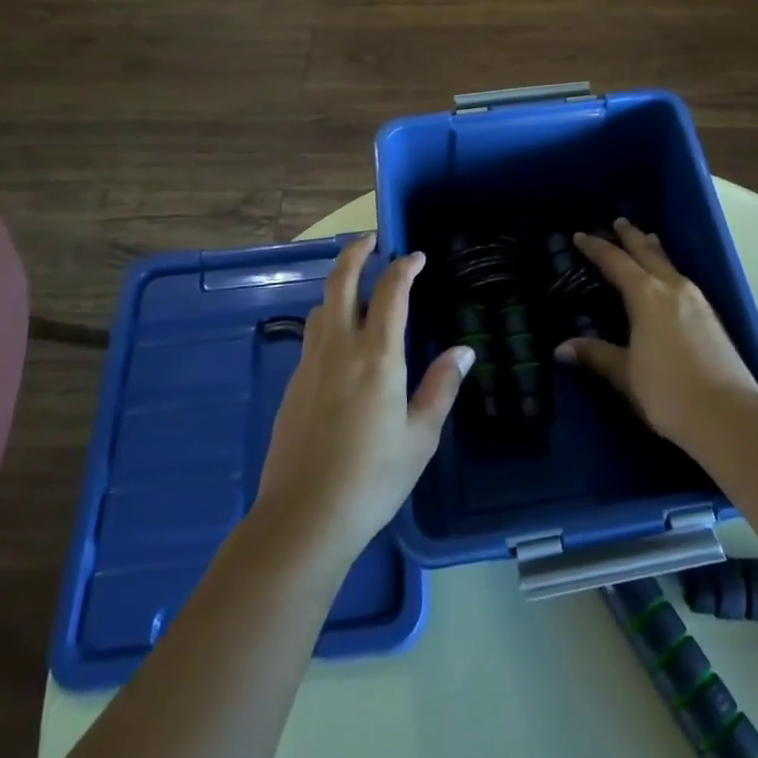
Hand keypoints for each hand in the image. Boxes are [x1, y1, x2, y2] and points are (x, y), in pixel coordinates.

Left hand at [254, 236, 471, 566]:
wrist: (303, 517)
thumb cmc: (373, 477)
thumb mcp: (420, 436)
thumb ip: (441, 387)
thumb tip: (464, 350)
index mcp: (377, 355)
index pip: (391, 291)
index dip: (405, 267)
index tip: (417, 257)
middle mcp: (340, 347)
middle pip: (341, 281)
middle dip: (355, 252)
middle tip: (371, 240)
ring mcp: (310, 364)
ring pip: (322, 306)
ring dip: (338, 285)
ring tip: (357, 287)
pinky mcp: (293, 385)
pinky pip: (312, 335)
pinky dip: (328, 319)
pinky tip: (340, 341)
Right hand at [556, 218, 757, 448]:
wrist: (728, 416)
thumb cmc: (668, 391)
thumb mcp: (626, 374)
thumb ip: (596, 355)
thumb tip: (561, 348)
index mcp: (647, 296)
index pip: (616, 262)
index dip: (596, 248)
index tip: (580, 236)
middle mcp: (673, 288)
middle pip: (648, 253)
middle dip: (631, 237)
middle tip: (619, 222)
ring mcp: (697, 301)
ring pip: (669, 264)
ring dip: (654, 250)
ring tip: (647, 239)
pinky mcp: (712, 317)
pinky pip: (682, 279)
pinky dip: (668, 269)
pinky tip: (670, 280)